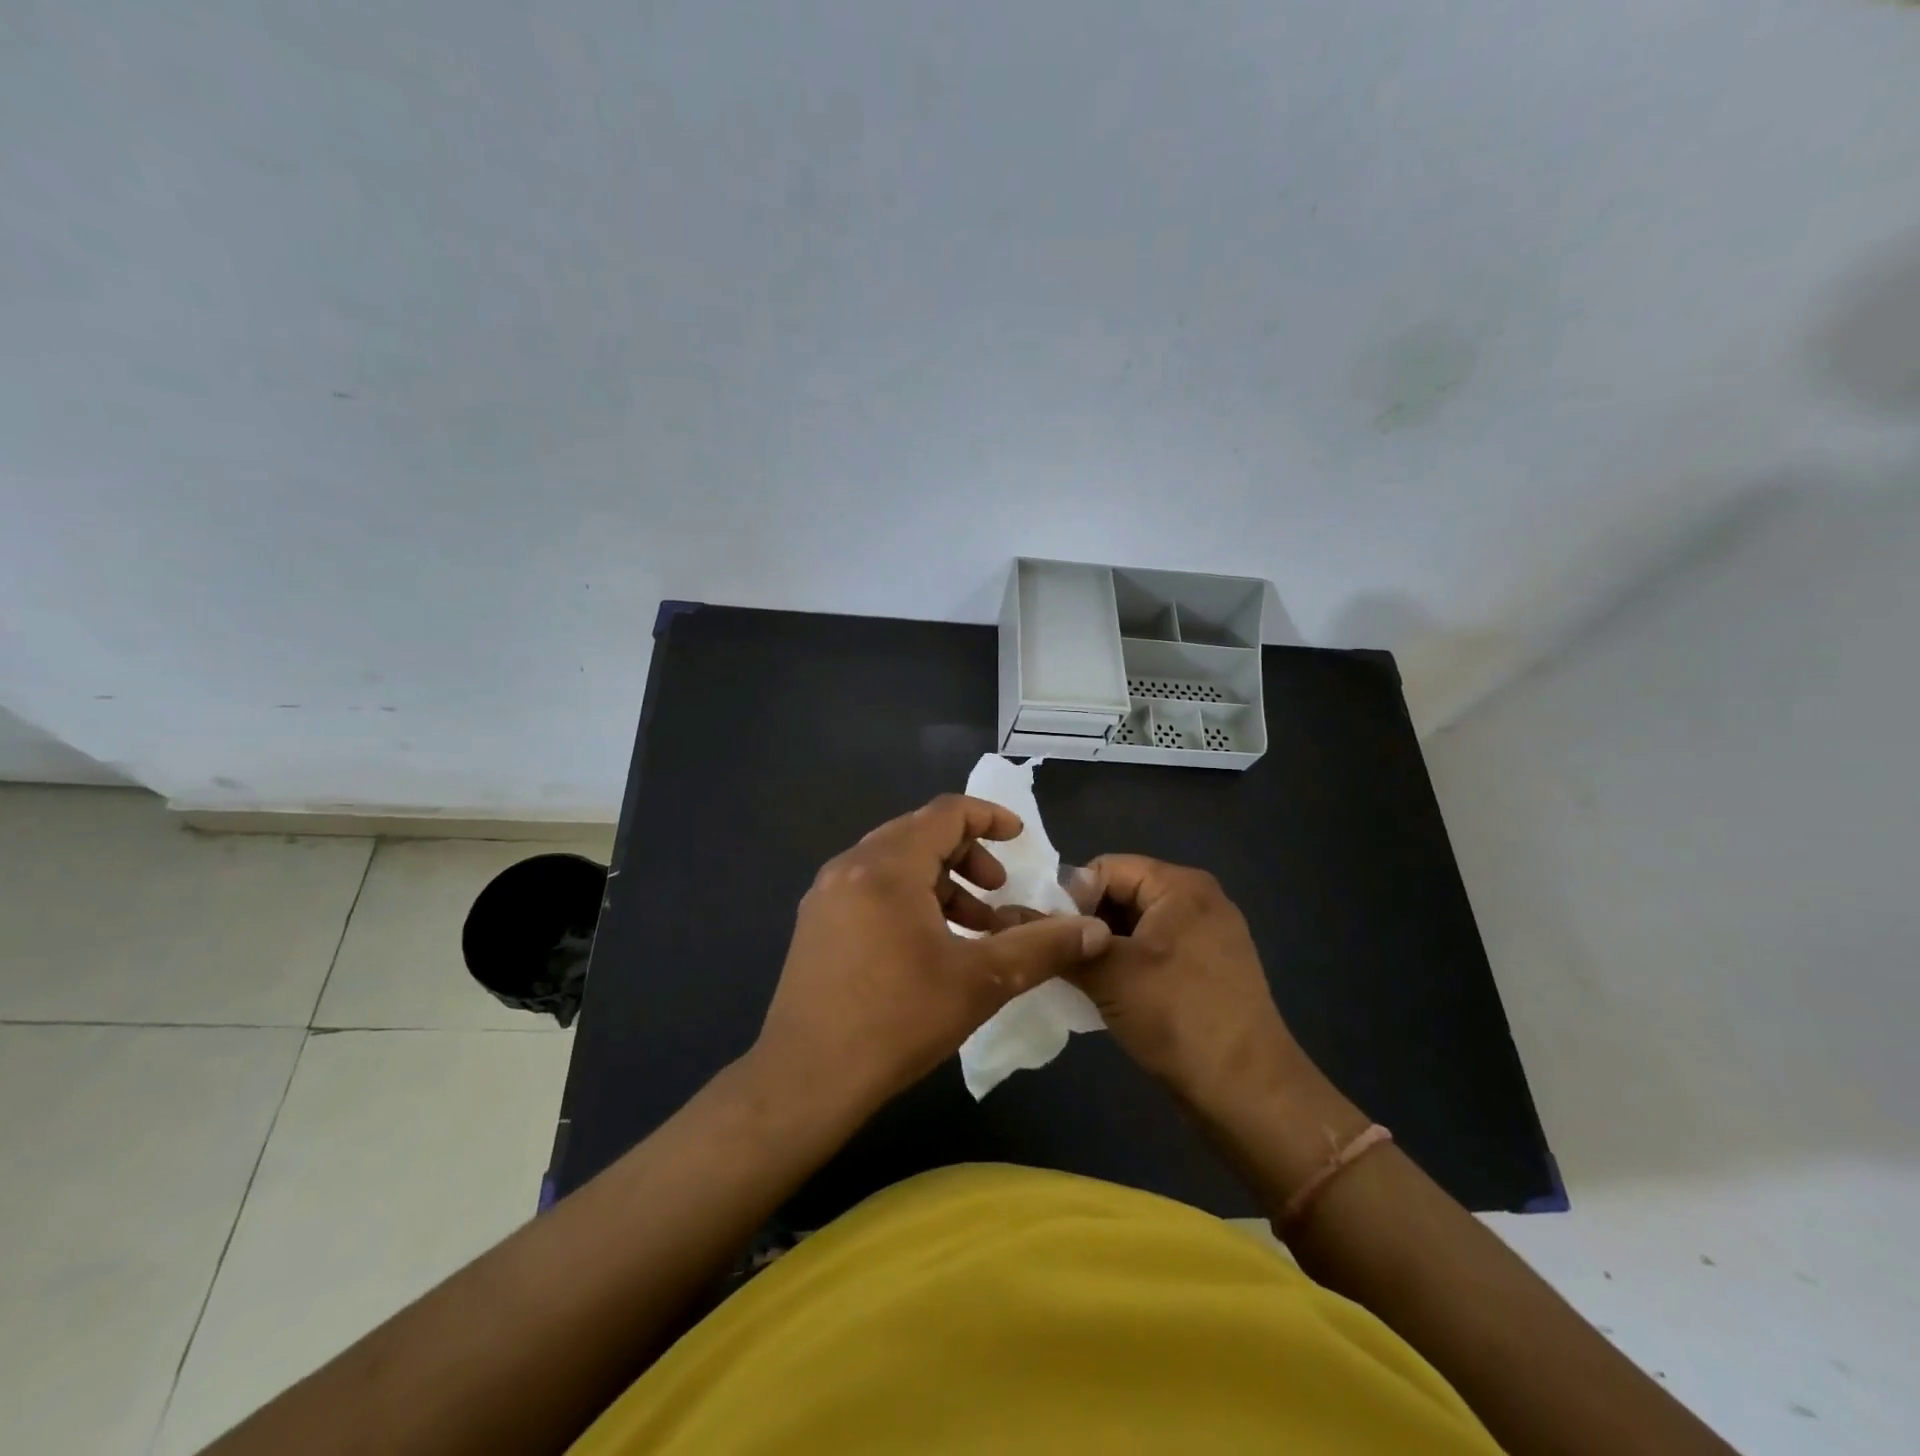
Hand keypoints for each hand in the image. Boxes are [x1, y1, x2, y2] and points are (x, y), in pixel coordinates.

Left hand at [752, 794, 1113, 1118]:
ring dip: (940, 881)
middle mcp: (850, 865)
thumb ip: (1041, 947)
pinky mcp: (816, 922)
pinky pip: (871, 887)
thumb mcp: (980, 982)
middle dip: (967, 854)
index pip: (945, 813)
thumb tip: (1095, 932)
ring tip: (973, 925)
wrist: (805, 1079)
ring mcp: (826, 893)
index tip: (1020, 839)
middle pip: (918, 833)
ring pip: (894, 863)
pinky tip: (928, 945)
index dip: (989, 818)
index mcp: (887, 866)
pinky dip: (909, 898)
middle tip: (998, 889)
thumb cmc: (897, 1020)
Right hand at [1068, 855, 1316, 1116]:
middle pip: (1122, 893)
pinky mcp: (1208, 970)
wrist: (1249, 1093)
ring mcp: (1207, 936)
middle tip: (1058, 959)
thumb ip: (1061, 941)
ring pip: (1136, 925)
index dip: (1070, 897)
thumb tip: (1016, 919)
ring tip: (1077, 978)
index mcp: (1181, 885)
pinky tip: (1107, 993)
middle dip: (1085, 923)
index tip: (1049, 937)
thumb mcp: (1110, 974)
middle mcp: (1198, 900)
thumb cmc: (1178, 1017)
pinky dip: (1127, 964)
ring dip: (1103, 947)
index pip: (1106, 868)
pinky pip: (1154, 950)